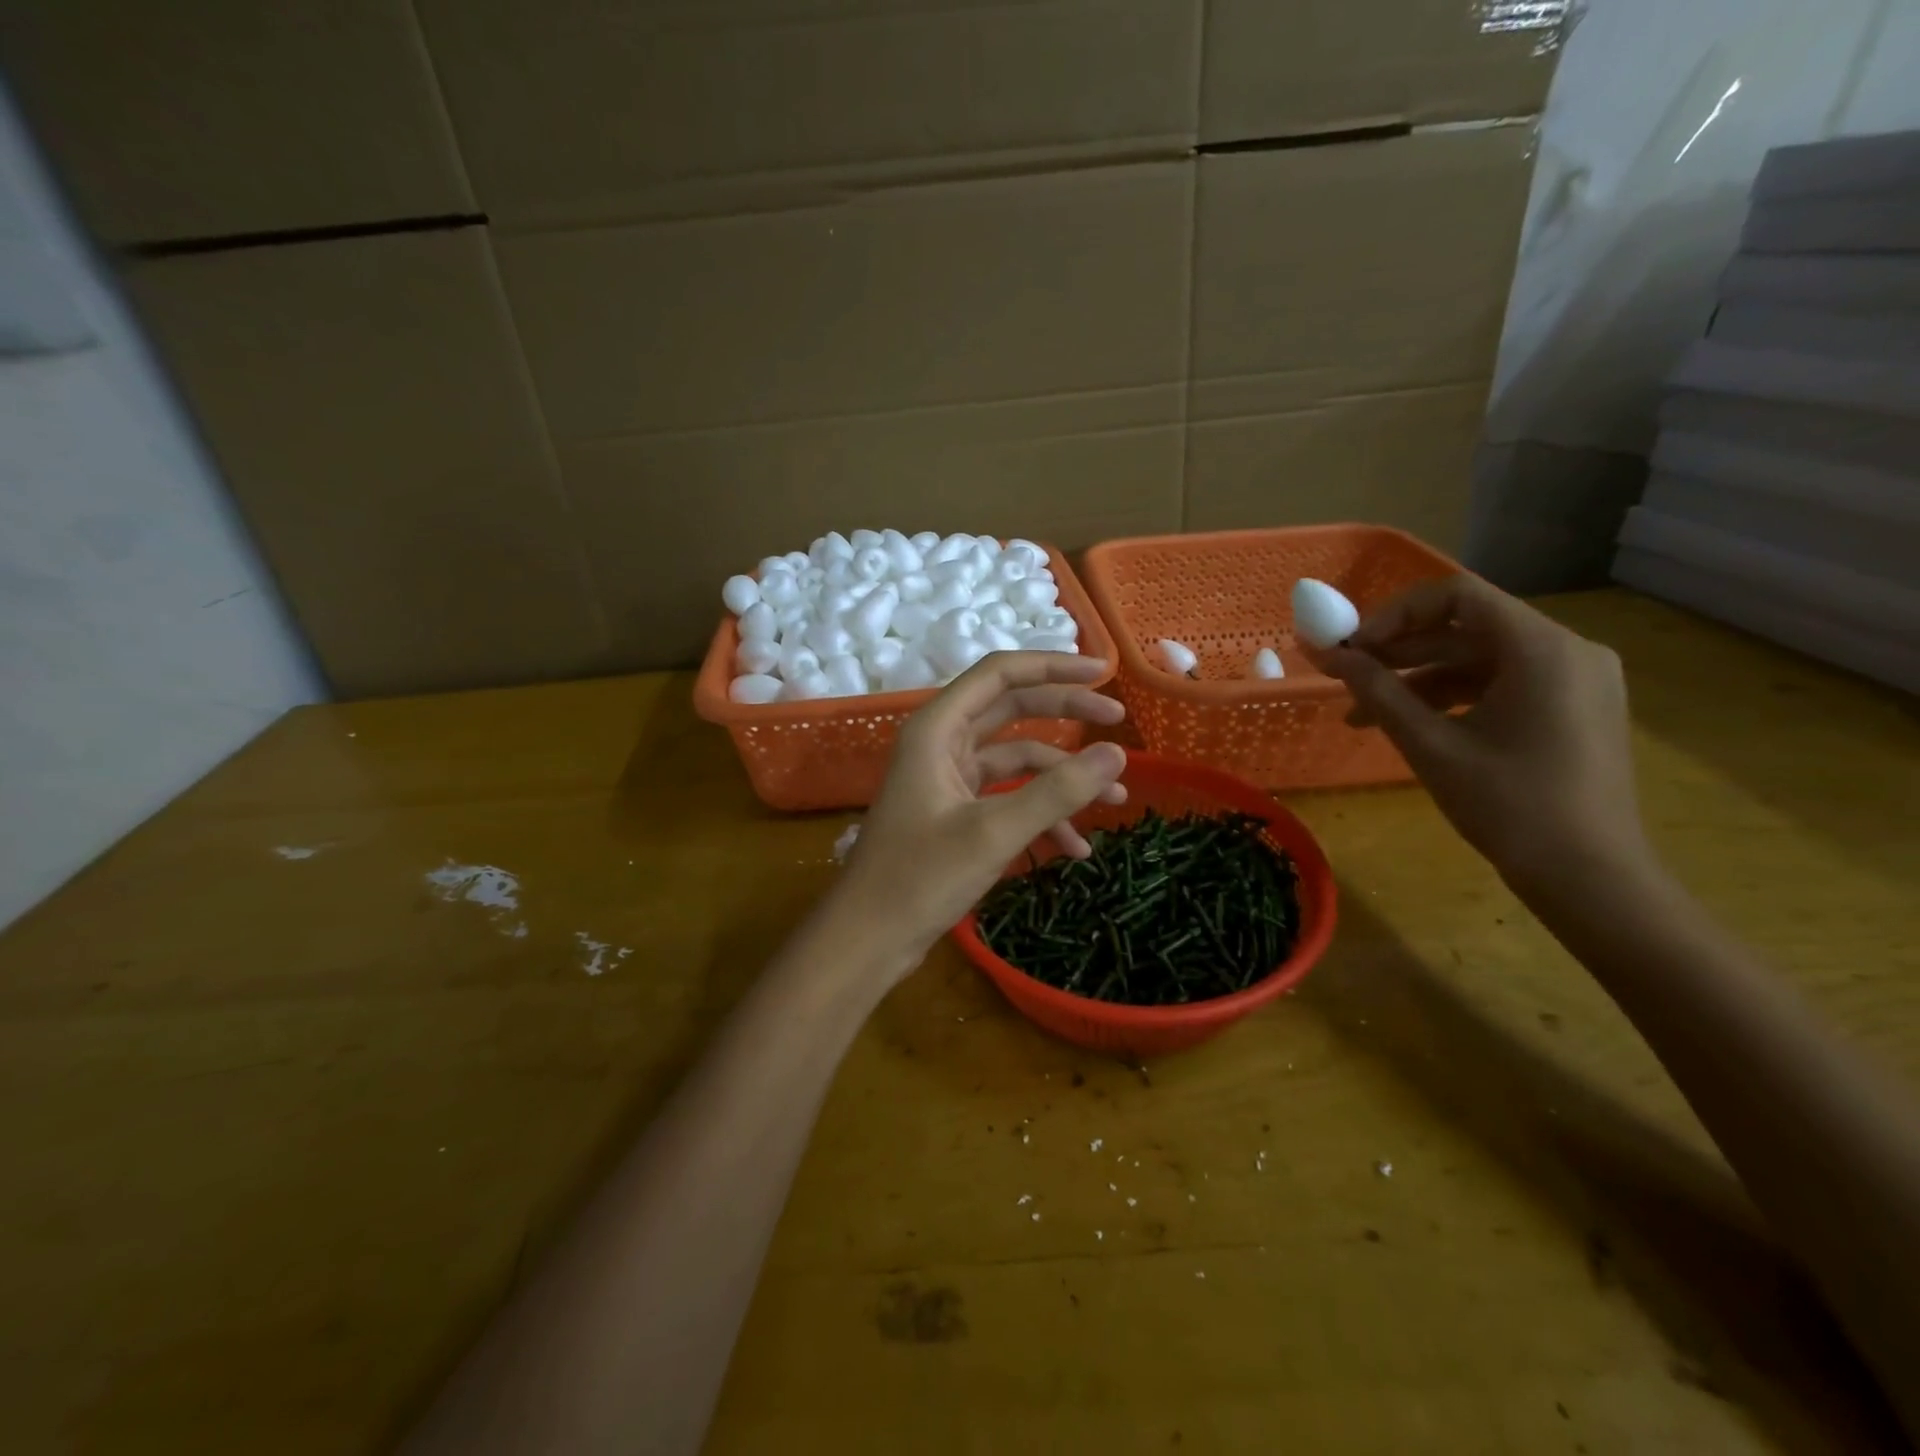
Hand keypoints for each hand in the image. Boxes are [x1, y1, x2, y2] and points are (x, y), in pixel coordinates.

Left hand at [834, 652, 1128, 975]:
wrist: (868, 938)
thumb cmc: (921, 878)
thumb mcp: (994, 831)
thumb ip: (1057, 791)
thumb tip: (1117, 754)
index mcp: (938, 729)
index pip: (1000, 674)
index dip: (1053, 666)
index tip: (1103, 673)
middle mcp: (942, 743)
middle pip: (1013, 709)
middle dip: (1067, 714)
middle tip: (1119, 719)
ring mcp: (948, 779)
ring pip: (1017, 759)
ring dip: (1063, 777)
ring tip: (1115, 800)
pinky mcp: (955, 812)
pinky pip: (1008, 798)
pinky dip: (1042, 815)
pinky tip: (1075, 848)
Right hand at [1320, 574, 1646, 884]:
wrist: (1589, 876)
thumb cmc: (1507, 805)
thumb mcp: (1430, 745)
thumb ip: (1377, 691)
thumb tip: (1327, 655)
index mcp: (1542, 648)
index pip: (1457, 596)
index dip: (1395, 614)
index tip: (1352, 647)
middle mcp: (1569, 649)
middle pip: (1469, 627)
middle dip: (1401, 650)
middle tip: (1348, 675)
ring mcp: (1578, 679)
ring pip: (1482, 659)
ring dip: (1420, 679)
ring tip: (1365, 713)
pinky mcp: (1576, 707)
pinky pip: (1505, 683)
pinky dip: (1454, 697)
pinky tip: (1414, 724)